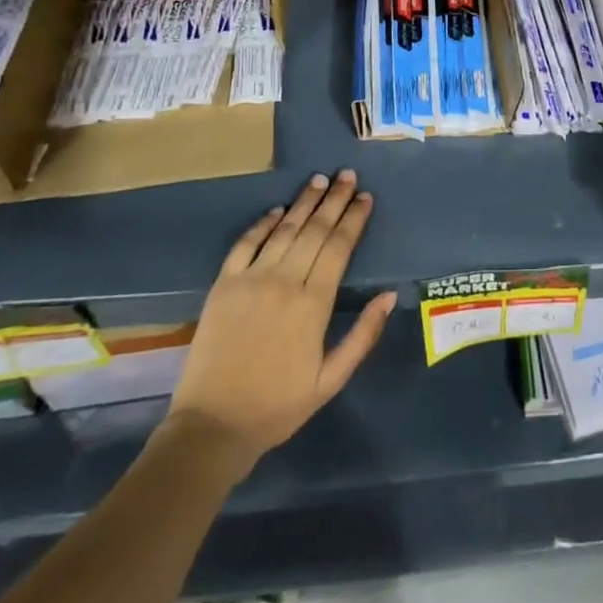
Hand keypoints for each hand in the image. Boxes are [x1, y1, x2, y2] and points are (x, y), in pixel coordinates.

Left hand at [167, 170, 396, 472]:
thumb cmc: (278, 406)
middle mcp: (284, 282)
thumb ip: (363, 336)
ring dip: (304, 202)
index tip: (366, 198)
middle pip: (315, 230)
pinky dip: (262, 223)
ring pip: (284, 230)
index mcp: (313, 304)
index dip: (354, 219)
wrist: (211, 427)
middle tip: (348, 175)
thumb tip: (390, 295)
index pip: (339, 247)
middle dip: (334, 200)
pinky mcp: (223, 285)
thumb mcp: (331, 380)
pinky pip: (245, 244)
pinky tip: (277, 210)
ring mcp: (250, 280)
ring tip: (319, 180)